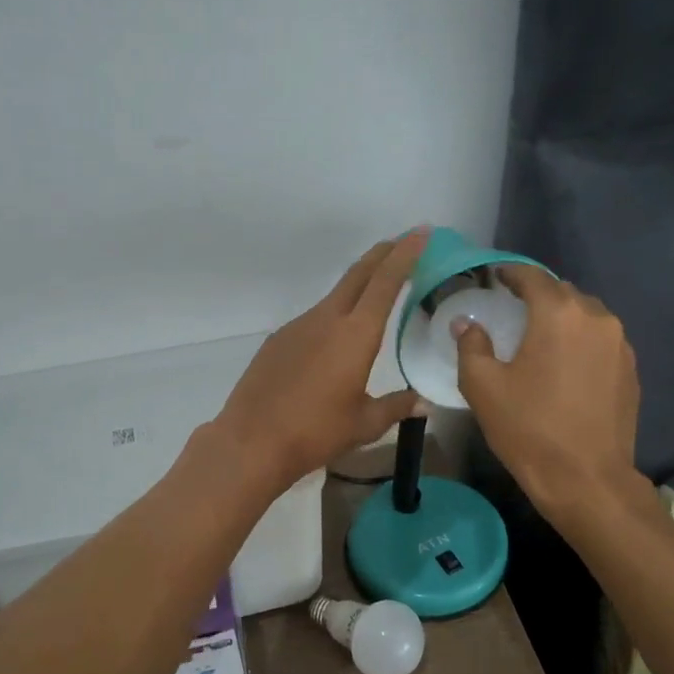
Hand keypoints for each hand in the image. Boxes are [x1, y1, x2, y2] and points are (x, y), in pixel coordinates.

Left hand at [212, 231, 429, 489]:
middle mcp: (327, 319)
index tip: (421, 232)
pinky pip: (314, 319)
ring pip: (335, 296)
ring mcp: (298, 326)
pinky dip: (333, 316)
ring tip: (375, 293)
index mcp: (356, 334)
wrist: (252, 441)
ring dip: (358, 286)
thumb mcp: (364, 424)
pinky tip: (334, 342)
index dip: (406, 254)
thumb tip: (422, 402)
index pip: (386, 282)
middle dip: (383, 254)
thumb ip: (396, 407)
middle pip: (359, 274)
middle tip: (403, 242)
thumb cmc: (316, 432)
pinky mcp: (278, 340)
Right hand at [455, 266, 642, 521]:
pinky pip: (601, 340)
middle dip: (537, 294)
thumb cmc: (529, 429)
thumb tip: (467, 324)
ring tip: (541, 336)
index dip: (511, 273)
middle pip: (562, 292)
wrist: (587, 479)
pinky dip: (581, 341)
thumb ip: (471, 346)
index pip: (532, 276)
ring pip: (586, 315)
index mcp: (558, 313)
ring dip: (562, 317)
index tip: (495, 277)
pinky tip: (566, 364)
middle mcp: (596, 318)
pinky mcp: (631, 370)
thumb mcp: (484, 387)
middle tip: (513, 308)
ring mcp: (619, 344)